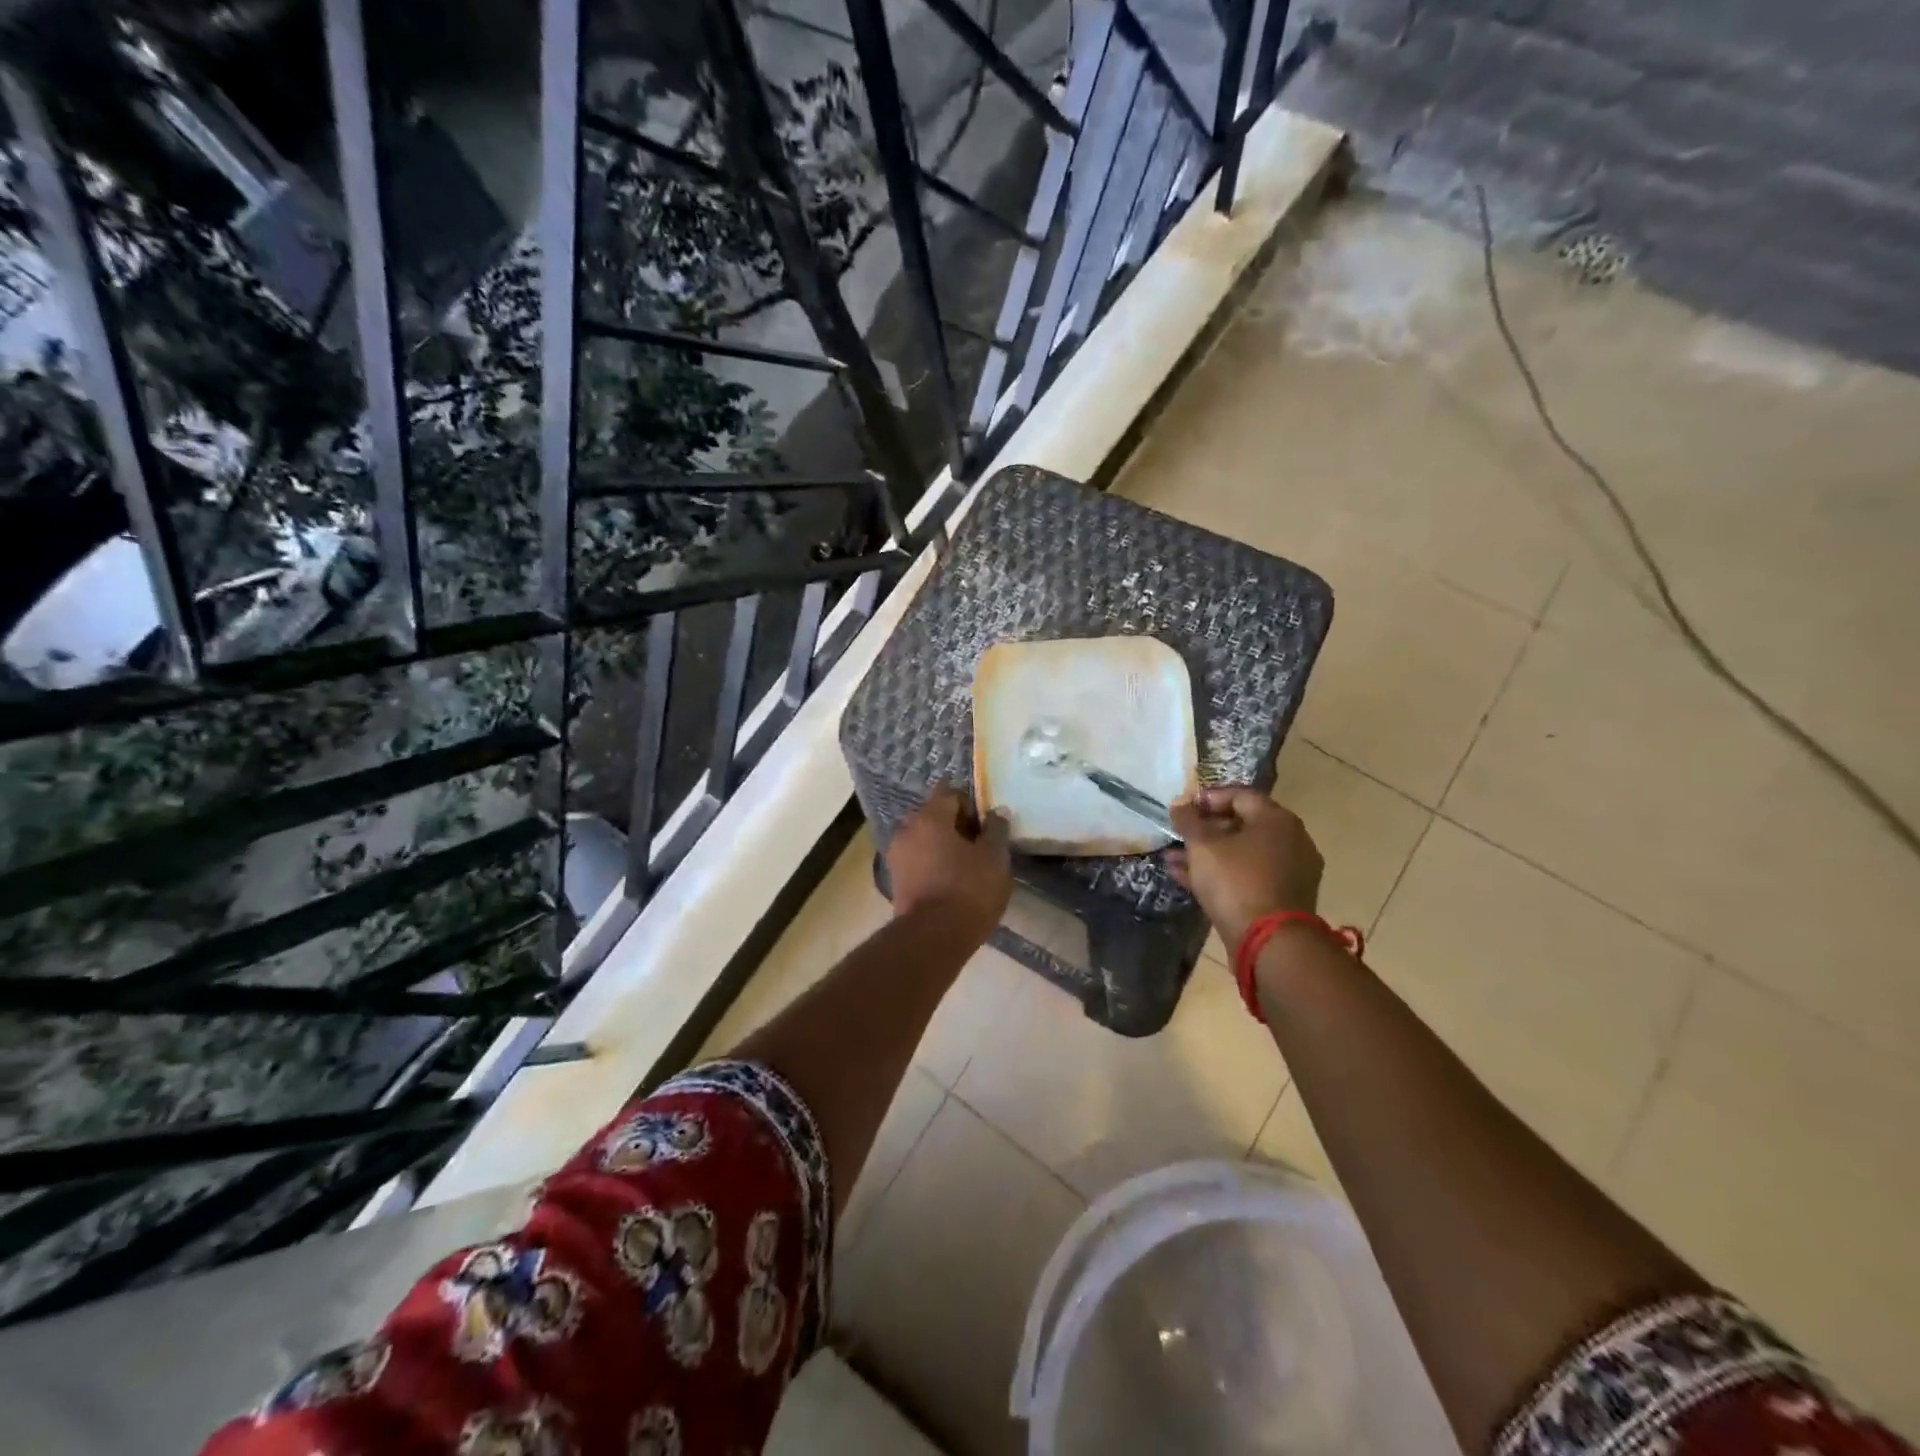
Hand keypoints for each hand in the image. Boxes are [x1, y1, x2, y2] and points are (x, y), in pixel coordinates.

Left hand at [886, 784, 1012, 943]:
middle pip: (934, 815)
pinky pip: (917, 861)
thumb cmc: (968, 889)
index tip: (986, 823)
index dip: (970, 803)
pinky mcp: (896, 881)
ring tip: (967, 866)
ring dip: (942, 846)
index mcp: (930, 816)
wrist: (933, 938)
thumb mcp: (994, 857)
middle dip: (955, 825)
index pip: (949, 792)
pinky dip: (933, 865)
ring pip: (924, 839)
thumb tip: (996, 813)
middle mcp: (907, 830)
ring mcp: (897, 856)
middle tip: (979, 844)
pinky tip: (951, 882)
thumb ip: (996, 829)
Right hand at [1166, 786, 1322, 950]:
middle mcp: (1291, 840)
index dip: (1207, 798)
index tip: (1182, 808)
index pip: (1240, 795)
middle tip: (1178, 834)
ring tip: (1172, 858)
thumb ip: (1189, 821)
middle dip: (1205, 829)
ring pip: (1242, 854)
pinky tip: (1186, 878)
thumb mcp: (1203, 846)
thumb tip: (1180, 803)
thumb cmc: (1236, 882)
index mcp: (1277, 820)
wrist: (1271, 943)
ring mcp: (1290, 872)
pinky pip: (1248, 876)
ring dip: (1208, 854)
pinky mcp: (1282, 898)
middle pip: (1243, 825)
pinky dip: (1221, 874)